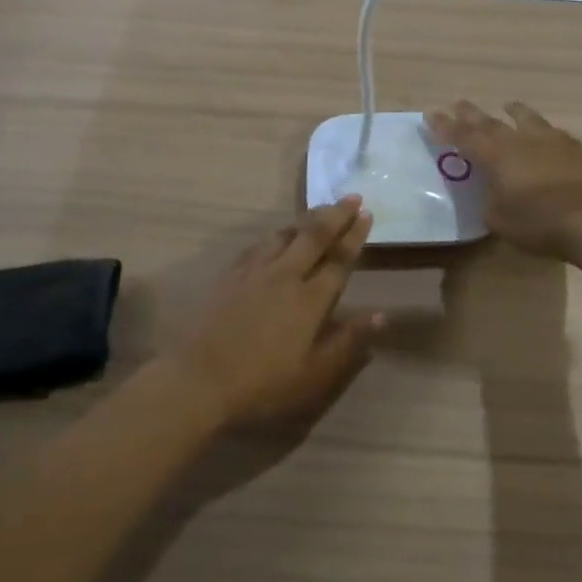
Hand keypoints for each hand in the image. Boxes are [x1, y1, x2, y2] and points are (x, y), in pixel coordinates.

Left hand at [166, 199, 380, 431]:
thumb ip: (348, 341)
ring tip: (320, 210)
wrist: (199, 381)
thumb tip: (382, 315)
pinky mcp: (229, 275)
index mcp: (310, 300)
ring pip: (285, 234)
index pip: (339, 259)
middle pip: (314, 236)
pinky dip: (275, 234)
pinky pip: (257, 245)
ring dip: (306, 219)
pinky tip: (276, 235)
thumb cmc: (263, 385)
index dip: (355, 236)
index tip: (366, 214)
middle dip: (336, 214)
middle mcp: (285, 276)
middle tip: (352, 196)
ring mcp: (254, 272)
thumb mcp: (315, 375)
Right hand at [427, 101, 581, 258]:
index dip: (445, 126)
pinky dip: (541, 129)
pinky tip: (544, 132)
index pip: (462, 136)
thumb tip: (491, 192)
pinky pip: (551, 132)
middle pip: (489, 122)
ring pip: (525, 118)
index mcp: (494, 156)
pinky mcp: (572, 148)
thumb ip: (489, 200)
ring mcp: (548, 140)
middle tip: (457, 103)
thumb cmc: (536, 222)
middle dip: (470, 114)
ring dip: (513, 111)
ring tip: (507, 105)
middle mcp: (518, 140)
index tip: (430, 113)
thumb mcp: (498, 219)